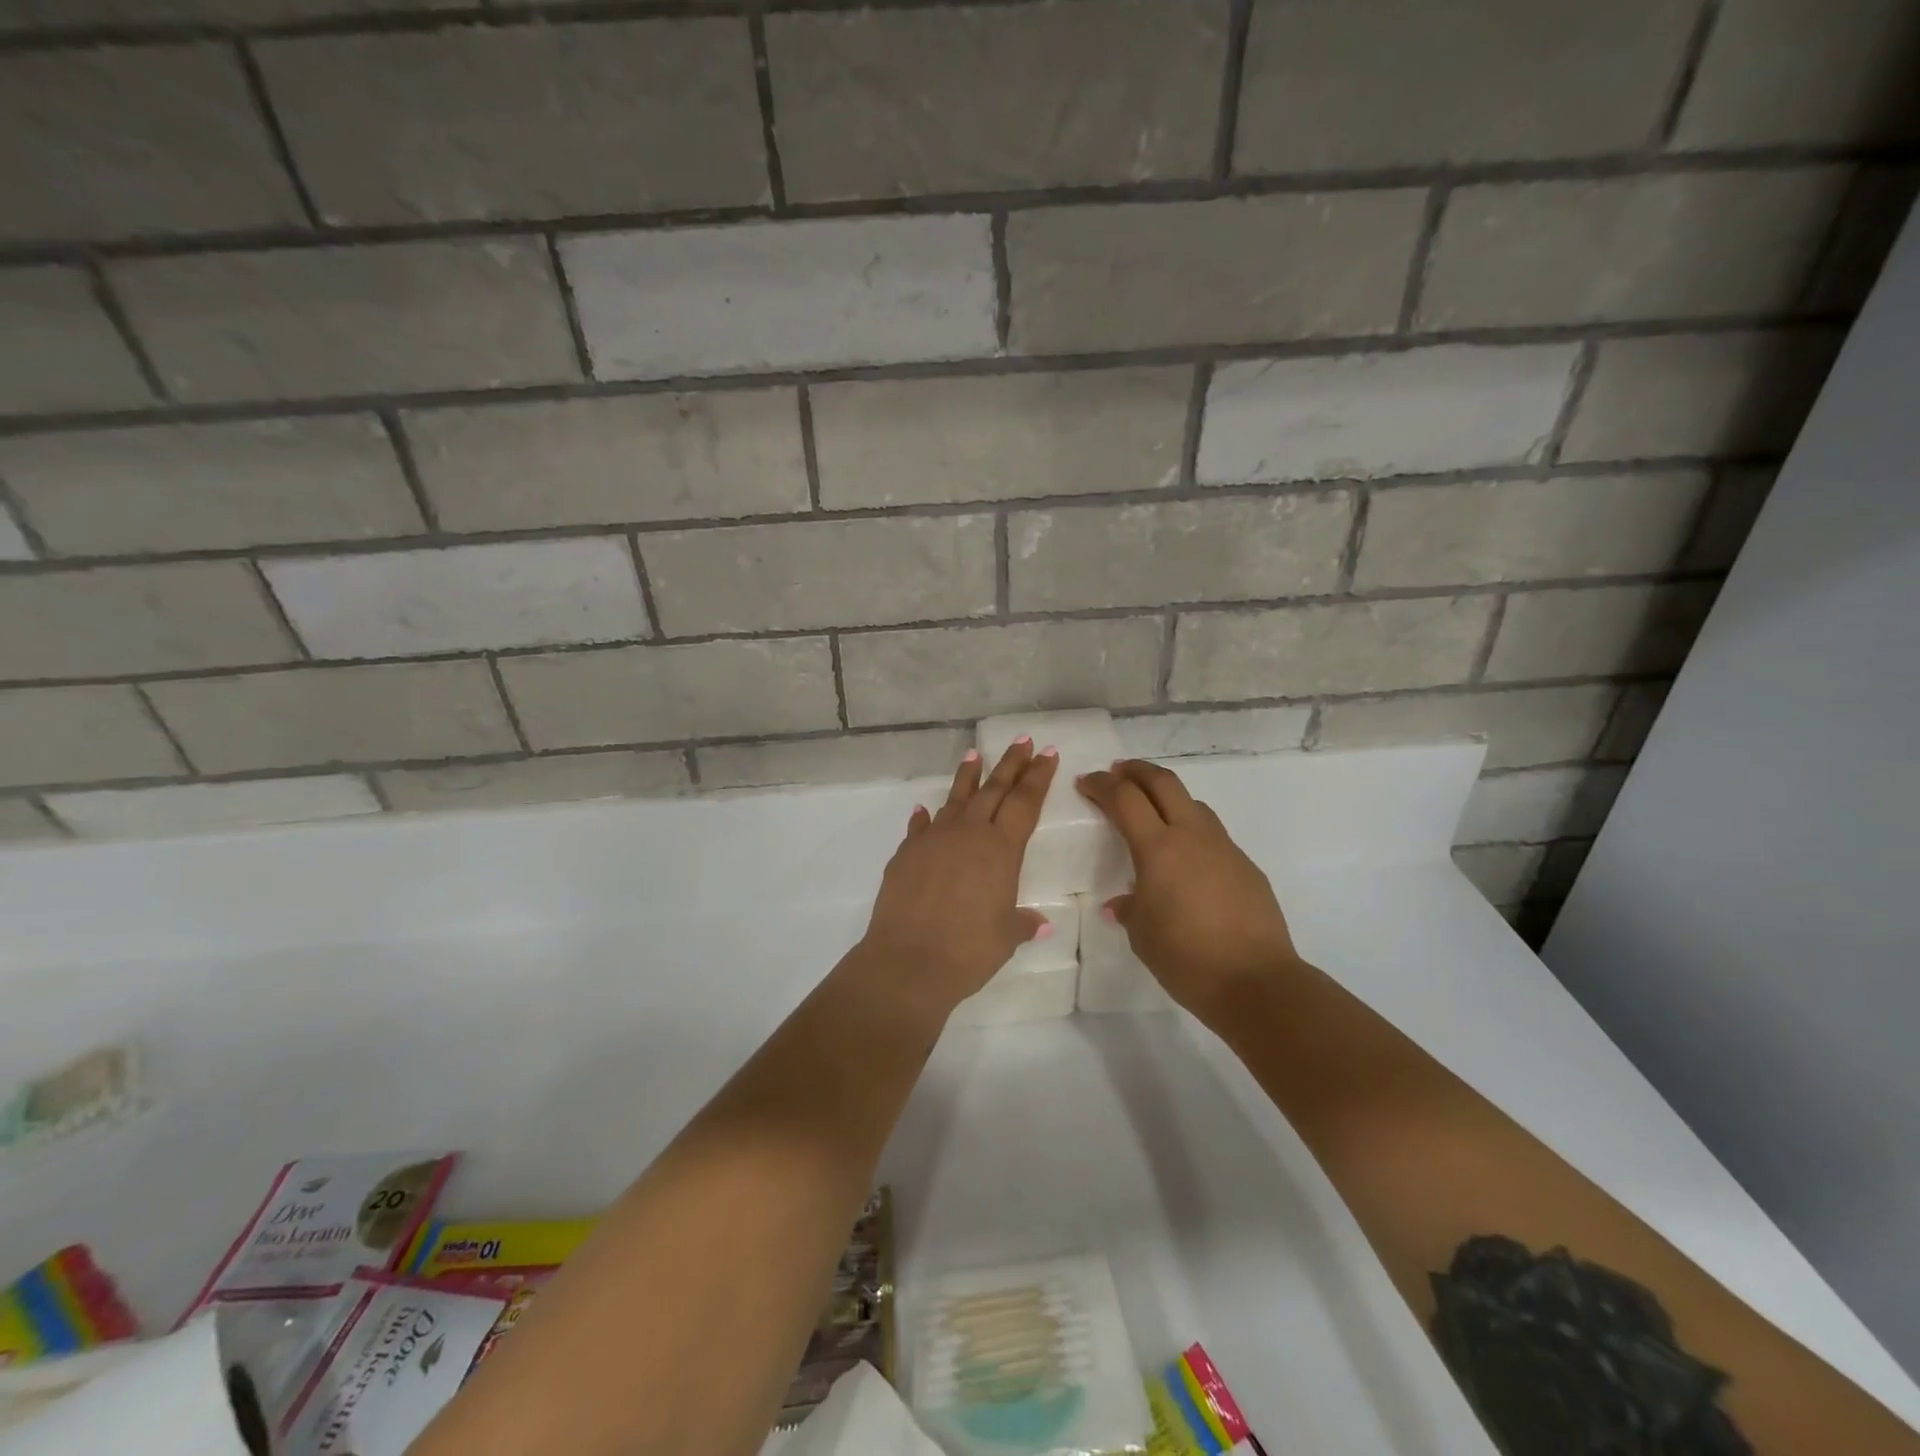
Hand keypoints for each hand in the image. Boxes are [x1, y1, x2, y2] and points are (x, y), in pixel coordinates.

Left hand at [857, 739, 1057, 1016]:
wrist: (908, 961)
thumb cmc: (968, 950)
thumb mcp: (1005, 937)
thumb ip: (1021, 923)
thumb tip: (1039, 923)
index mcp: (1000, 849)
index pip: (1024, 803)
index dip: (1038, 777)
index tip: (1047, 753)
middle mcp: (967, 834)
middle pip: (993, 789)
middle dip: (1011, 764)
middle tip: (1022, 741)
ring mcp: (933, 840)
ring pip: (955, 799)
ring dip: (968, 776)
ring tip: (975, 754)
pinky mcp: (905, 854)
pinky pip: (920, 827)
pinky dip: (926, 818)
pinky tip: (924, 810)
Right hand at [1077, 760, 1300, 1021]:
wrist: (1257, 982)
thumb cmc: (1186, 958)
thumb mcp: (1142, 934)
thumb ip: (1129, 908)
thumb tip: (1122, 902)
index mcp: (1158, 849)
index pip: (1125, 798)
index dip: (1101, 785)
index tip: (1085, 783)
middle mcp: (1192, 836)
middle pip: (1163, 782)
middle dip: (1136, 771)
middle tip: (1116, 773)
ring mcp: (1224, 848)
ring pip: (1192, 803)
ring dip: (1166, 796)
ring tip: (1151, 810)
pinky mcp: (1246, 865)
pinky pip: (1212, 834)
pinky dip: (1190, 829)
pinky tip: (1185, 858)